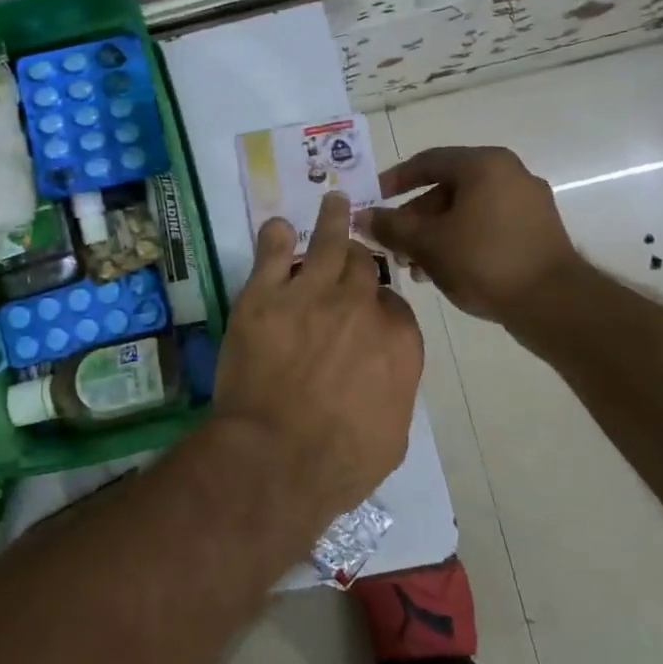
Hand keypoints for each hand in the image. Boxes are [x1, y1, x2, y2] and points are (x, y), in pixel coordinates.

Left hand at [211, 191, 422, 518]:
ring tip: (333, 201)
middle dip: (358, 261)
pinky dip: (275, 236)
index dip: (380, 305)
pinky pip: (271, 252)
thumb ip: (394, 387)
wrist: (275, 457)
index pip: (394, 304)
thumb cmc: (340, 462)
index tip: (369, 310)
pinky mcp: (264, 295)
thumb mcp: (393, 434)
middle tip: (350, 253)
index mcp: (398, 340)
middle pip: (364, 266)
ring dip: (332, 220)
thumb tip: (385, 369)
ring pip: (327, 243)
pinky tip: (277, 227)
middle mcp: (360, 306)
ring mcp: (310, 294)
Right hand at [361, 146, 582, 325]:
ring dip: (435, 234)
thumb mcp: (427, 243)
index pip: (428, 161)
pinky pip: (487, 225)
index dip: (394, 180)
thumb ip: (390, 226)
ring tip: (414, 267)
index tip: (373, 199)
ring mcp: (527, 202)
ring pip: (466, 210)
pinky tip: (443, 271)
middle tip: (392, 243)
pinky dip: (461, 240)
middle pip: (447, 188)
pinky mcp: (536, 230)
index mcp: (484, 165)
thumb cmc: (484, 261)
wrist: (554, 303)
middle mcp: (509, 174)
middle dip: (414, 217)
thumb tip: (359, 217)